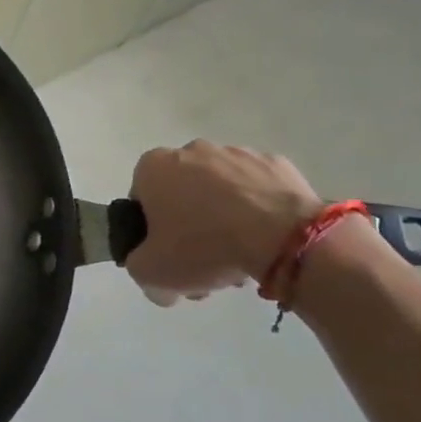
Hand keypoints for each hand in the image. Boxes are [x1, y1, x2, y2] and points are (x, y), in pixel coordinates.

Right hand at [124, 141, 322, 304]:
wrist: (282, 237)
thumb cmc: (203, 246)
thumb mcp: (151, 271)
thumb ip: (138, 266)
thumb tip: (151, 267)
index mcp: (153, 167)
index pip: (142, 200)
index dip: (152, 232)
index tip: (169, 256)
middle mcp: (190, 150)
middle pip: (182, 194)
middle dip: (190, 225)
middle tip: (205, 262)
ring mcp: (236, 153)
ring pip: (221, 191)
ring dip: (224, 218)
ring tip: (242, 255)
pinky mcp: (275, 163)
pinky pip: (257, 190)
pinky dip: (258, 210)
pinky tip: (266, 239)